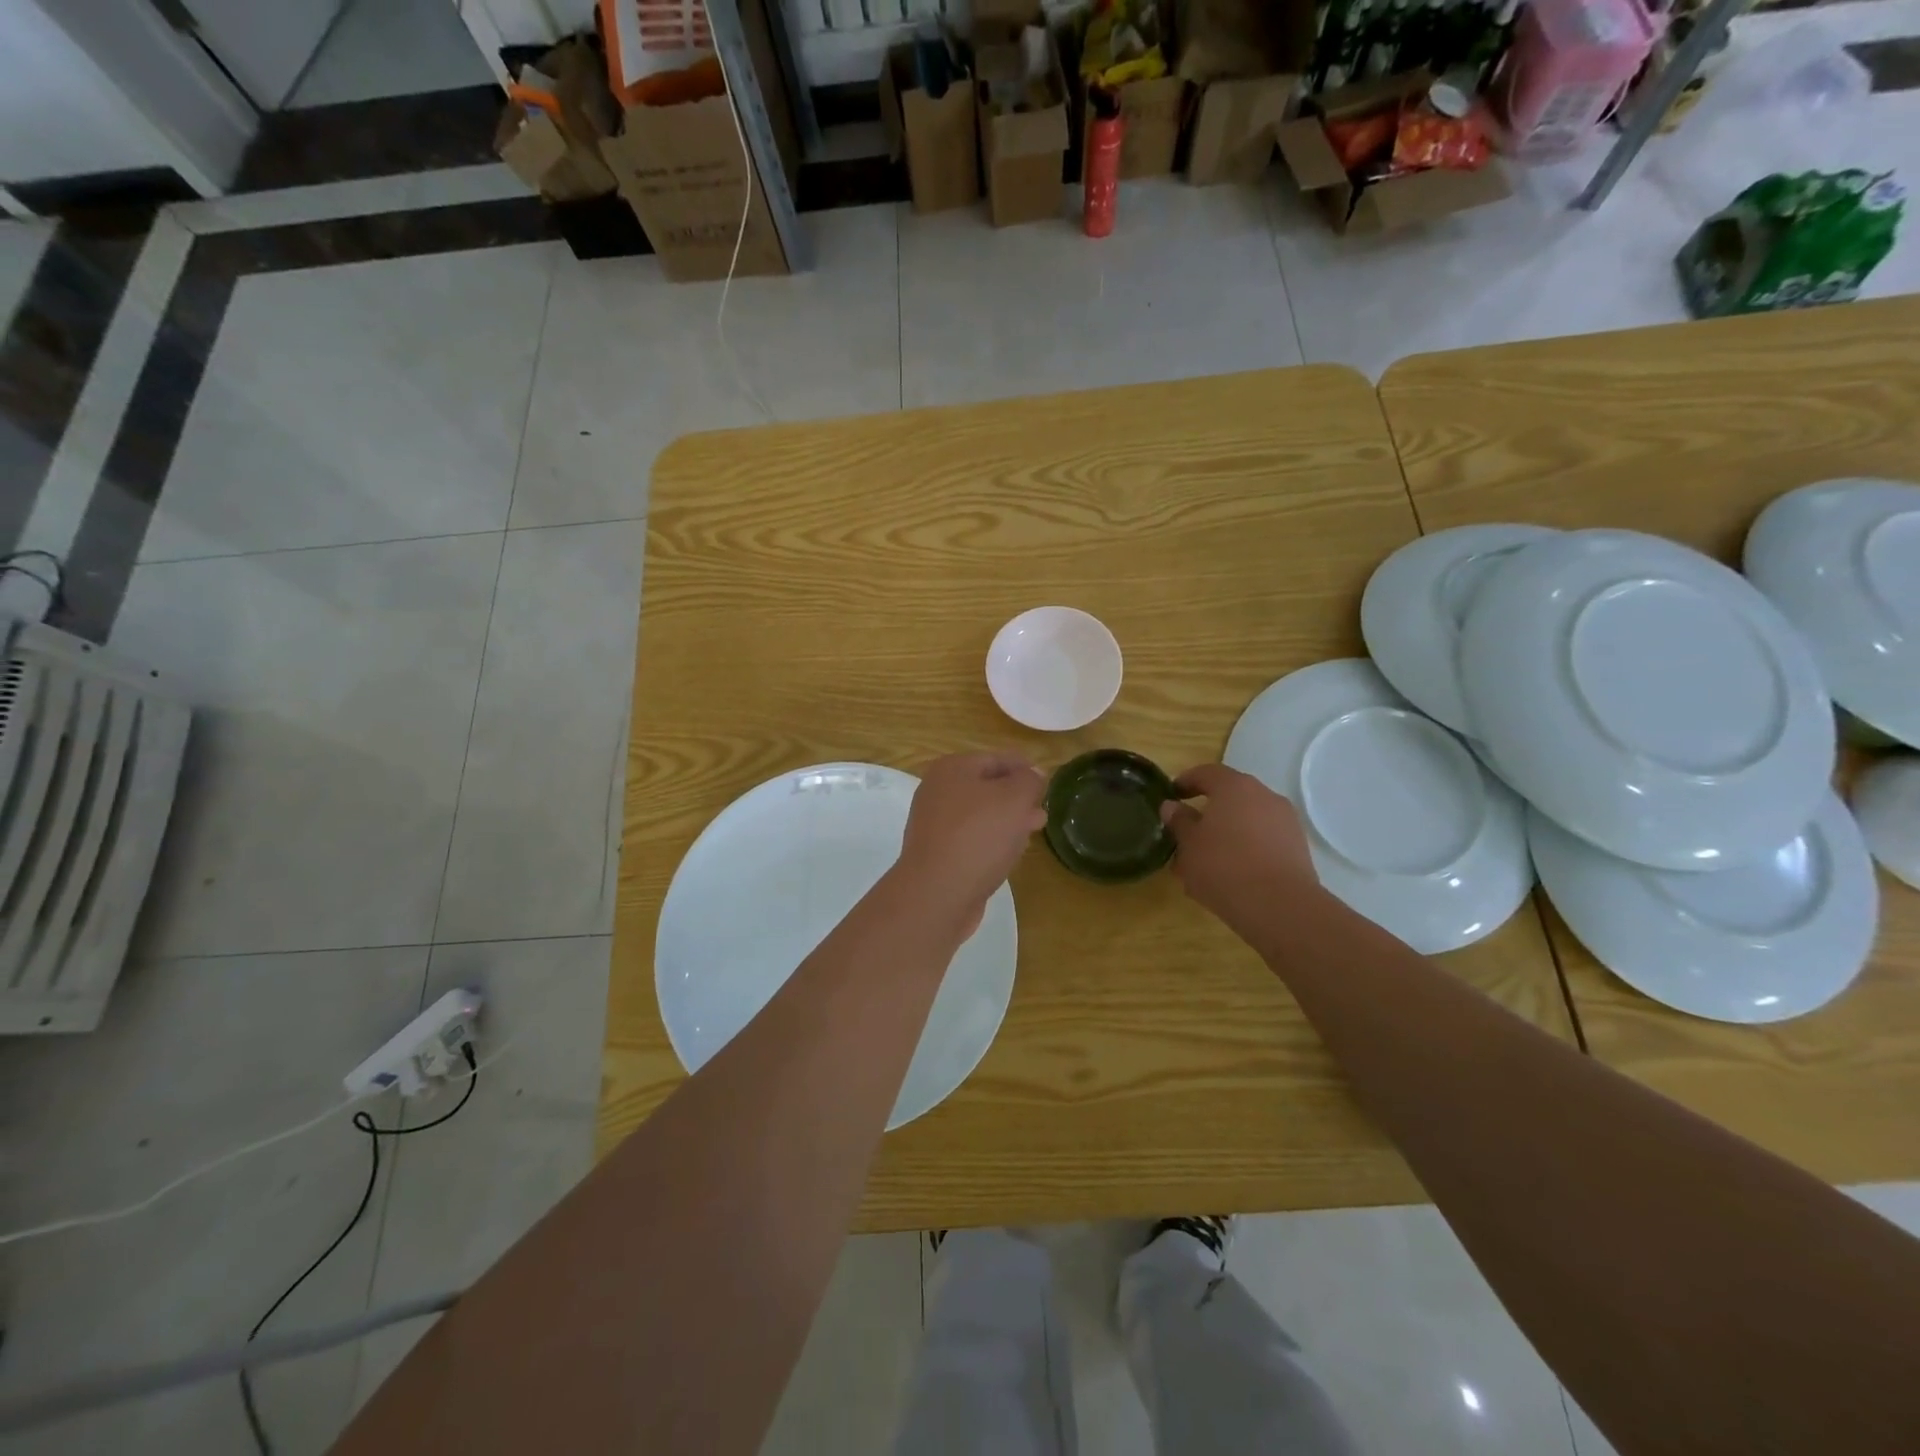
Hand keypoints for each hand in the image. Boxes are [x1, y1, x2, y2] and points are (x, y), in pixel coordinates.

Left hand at [897, 753, 1046, 935]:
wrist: (937, 893)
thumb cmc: (978, 836)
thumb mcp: (1015, 799)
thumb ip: (1029, 781)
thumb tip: (1033, 774)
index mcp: (952, 769)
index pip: (996, 759)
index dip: (1024, 768)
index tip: (1047, 784)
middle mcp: (937, 792)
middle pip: (986, 787)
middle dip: (1017, 797)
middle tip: (1042, 810)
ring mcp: (934, 824)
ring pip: (980, 815)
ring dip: (1007, 820)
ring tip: (1033, 830)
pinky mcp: (937, 853)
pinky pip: (971, 839)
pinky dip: (991, 841)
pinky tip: (1009, 853)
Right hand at [1159, 763, 1319, 945]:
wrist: (1278, 906)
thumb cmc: (1223, 866)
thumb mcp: (1189, 844)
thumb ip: (1179, 821)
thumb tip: (1172, 806)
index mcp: (1234, 787)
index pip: (1206, 773)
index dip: (1186, 781)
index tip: (1171, 795)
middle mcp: (1264, 796)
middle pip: (1231, 796)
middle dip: (1208, 811)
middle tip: (1187, 831)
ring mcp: (1285, 822)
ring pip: (1248, 820)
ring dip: (1227, 833)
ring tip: (1207, 859)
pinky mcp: (1297, 848)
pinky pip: (1263, 840)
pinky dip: (1246, 849)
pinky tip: (1231, 874)